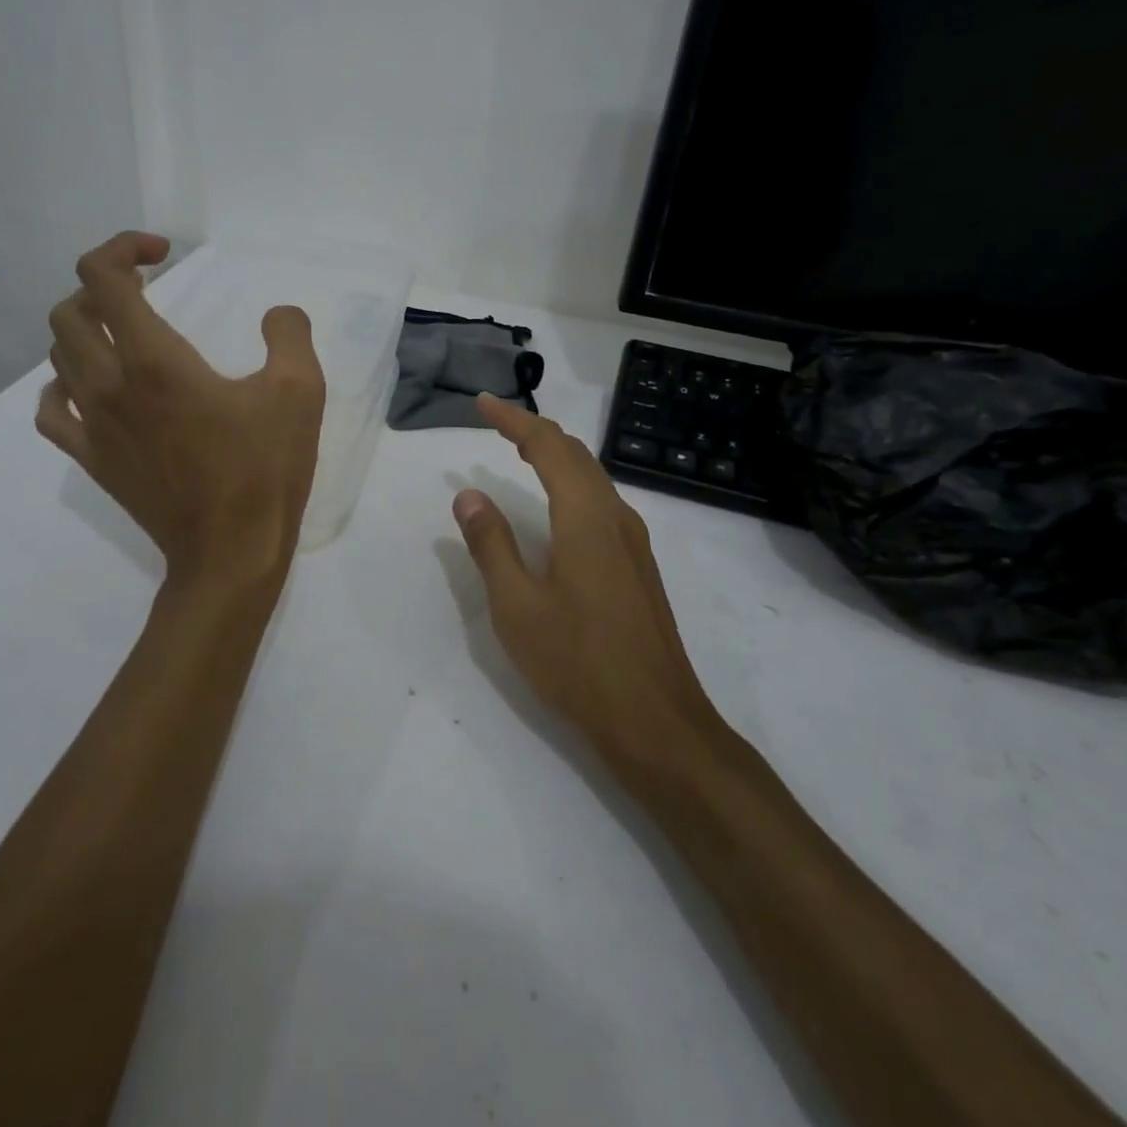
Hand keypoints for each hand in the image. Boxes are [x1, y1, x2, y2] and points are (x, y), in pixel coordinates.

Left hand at [38, 232, 326, 587]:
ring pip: (58, 354)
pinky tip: (92, 388)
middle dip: (103, 286)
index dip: (123, 248)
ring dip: (86, 329)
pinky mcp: (91, 459)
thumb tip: (278, 314)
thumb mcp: (299, 393)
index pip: (102, 278)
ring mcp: (92, 425)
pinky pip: (51, 408)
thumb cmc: (264, 470)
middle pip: (68, 310)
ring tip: (127, 335)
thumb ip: (289, 335)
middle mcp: (109, 384)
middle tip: (148, 293)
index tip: (162, 254)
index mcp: (154, 360)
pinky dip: (64, 384)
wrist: (229, 553)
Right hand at [453, 395, 713, 763]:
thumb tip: (468, 495)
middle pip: (576, 455)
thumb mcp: (516, 606)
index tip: (482, 404)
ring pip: (593, 479)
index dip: (514, 419)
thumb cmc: (578, 662)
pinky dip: (571, 485)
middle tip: (497, 422)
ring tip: (521, 452)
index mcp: (585, 517)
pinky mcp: (638, 568)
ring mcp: (634, 543)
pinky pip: (602, 504)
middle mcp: (616, 518)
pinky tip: (557, 507)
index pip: (547, 447)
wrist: (657, 721)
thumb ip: (491, 545)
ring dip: (556, 456)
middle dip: (535, 431)